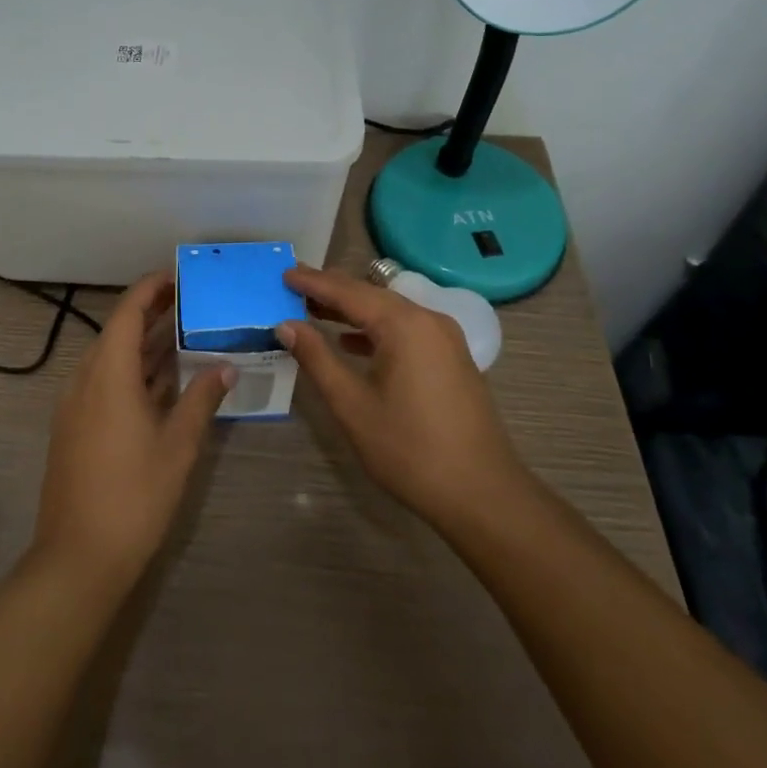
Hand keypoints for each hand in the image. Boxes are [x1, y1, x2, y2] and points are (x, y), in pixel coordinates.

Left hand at [30, 271, 234, 593]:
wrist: (78, 558)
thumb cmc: (134, 495)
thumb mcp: (178, 445)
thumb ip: (202, 399)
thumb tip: (226, 366)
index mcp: (108, 373)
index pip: (128, 312)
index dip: (151, 289)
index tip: (179, 276)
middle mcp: (86, 379)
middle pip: (118, 332)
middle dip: (152, 314)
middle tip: (191, 302)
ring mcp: (76, 405)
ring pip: (112, 359)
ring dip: (144, 345)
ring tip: (184, 333)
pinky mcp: (75, 427)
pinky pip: (105, 382)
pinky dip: (133, 372)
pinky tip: (162, 382)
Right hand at [278, 264, 533, 537]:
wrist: (483, 494)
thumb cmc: (410, 449)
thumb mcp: (352, 405)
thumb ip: (317, 358)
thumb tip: (286, 325)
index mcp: (404, 325)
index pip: (348, 292)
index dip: (313, 282)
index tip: (283, 273)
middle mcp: (428, 320)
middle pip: (371, 295)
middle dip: (331, 290)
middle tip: (293, 286)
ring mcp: (445, 339)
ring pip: (389, 312)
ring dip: (352, 310)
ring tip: (314, 311)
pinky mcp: (452, 358)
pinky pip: (406, 329)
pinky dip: (375, 329)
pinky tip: (352, 343)